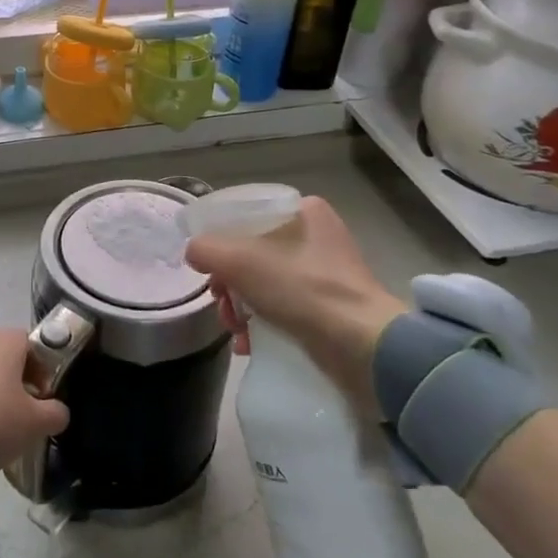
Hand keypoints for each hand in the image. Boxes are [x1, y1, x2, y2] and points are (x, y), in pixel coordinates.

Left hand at [0, 328, 69, 471]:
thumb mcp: (36, 422)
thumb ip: (56, 413)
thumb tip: (57, 411)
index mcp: (7, 340)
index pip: (34, 344)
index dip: (44, 369)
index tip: (45, 397)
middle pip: (9, 357)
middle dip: (20, 381)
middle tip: (26, 412)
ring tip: (0, 423)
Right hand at [183, 194, 405, 403]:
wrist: (362, 347)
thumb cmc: (301, 289)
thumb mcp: (239, 260)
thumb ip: (206, 249)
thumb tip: (195, 253)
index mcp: (303, 211)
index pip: (246, 216)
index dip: (220, 240)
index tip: (209, 268)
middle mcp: (317, 236)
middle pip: (251, 253)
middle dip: (229, 283)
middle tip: (222, 305)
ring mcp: (325, 274)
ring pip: (263, 283)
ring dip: (240, 308)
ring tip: (235, 331)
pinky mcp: (329, 309)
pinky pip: (282, 308)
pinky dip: (261, 324)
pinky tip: (249, 344)